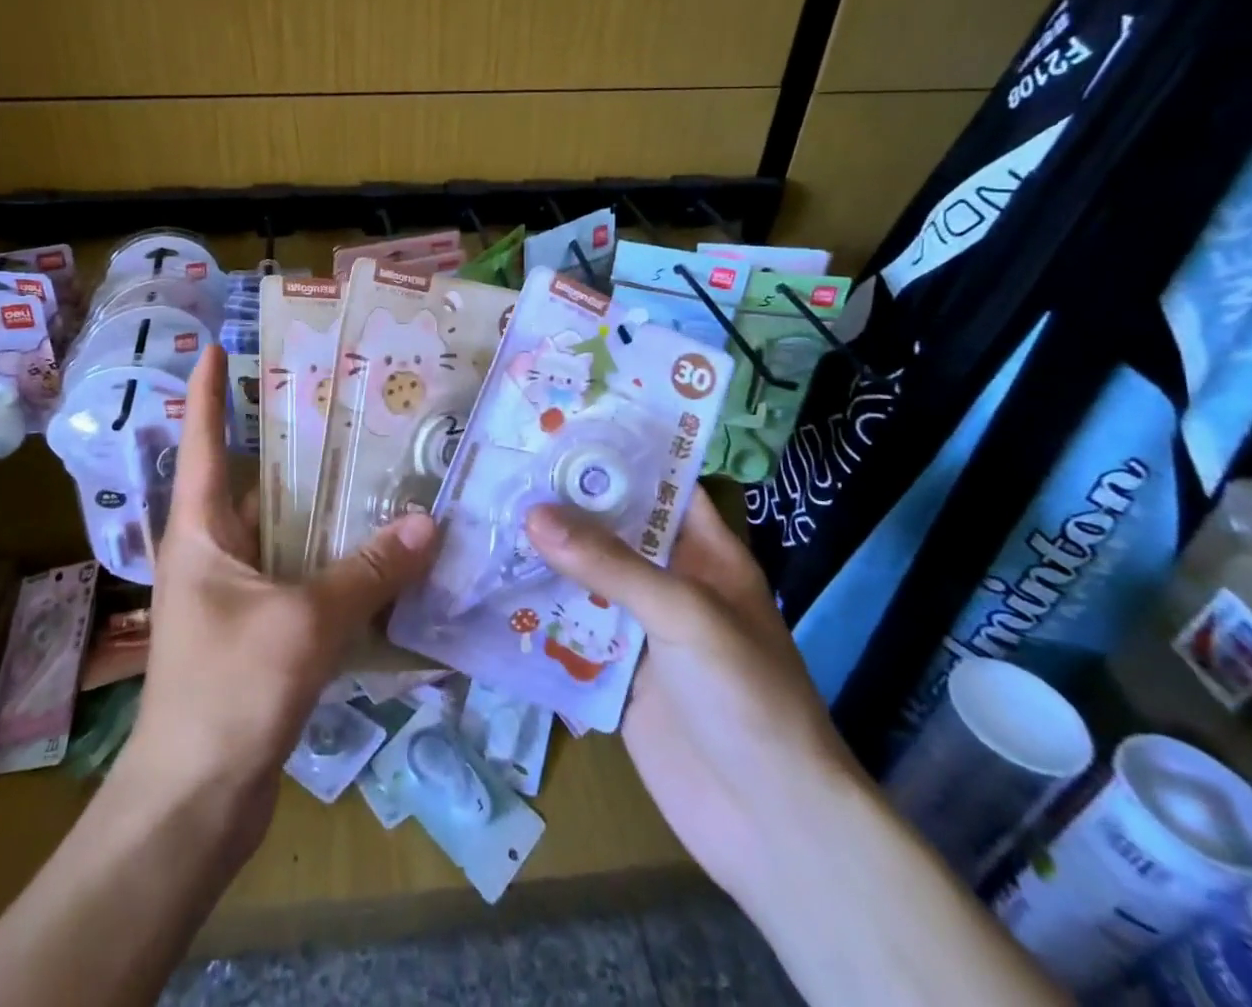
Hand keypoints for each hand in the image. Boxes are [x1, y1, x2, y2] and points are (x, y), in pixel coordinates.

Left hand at [118, 346, 440, 831]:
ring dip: (324, 508)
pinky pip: (300, 576)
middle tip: (349, 406)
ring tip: (379, 469)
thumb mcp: (303, 622)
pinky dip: (334, 560)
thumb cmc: (229, 692)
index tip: (219, 345)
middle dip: (295, 445)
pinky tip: (379, 553)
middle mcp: (213, 550)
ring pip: (285, 531)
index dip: (209, 391)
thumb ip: (367, 571)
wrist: (194, 803)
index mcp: (201, 529)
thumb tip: (427, 523)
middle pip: (255, 481)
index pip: (202, 441)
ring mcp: (235, 592)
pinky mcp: (259, 629)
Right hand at [524, 485, 861, 897]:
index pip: (661, 485)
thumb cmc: (745, 696)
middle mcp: (671, 583)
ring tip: (483, 516)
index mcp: (705, 554)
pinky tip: (488, 590)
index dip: (618, 455)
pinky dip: (537, 614)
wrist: (768, 825)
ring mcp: (641, 629)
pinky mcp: (614, 674)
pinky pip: (570, 631)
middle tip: (503, 467)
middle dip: (564, 505)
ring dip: (542, 558)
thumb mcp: (684, 613)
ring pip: (584, 579)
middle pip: (612, 531)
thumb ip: (610, 563)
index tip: (559, 427)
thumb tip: (533, 514)